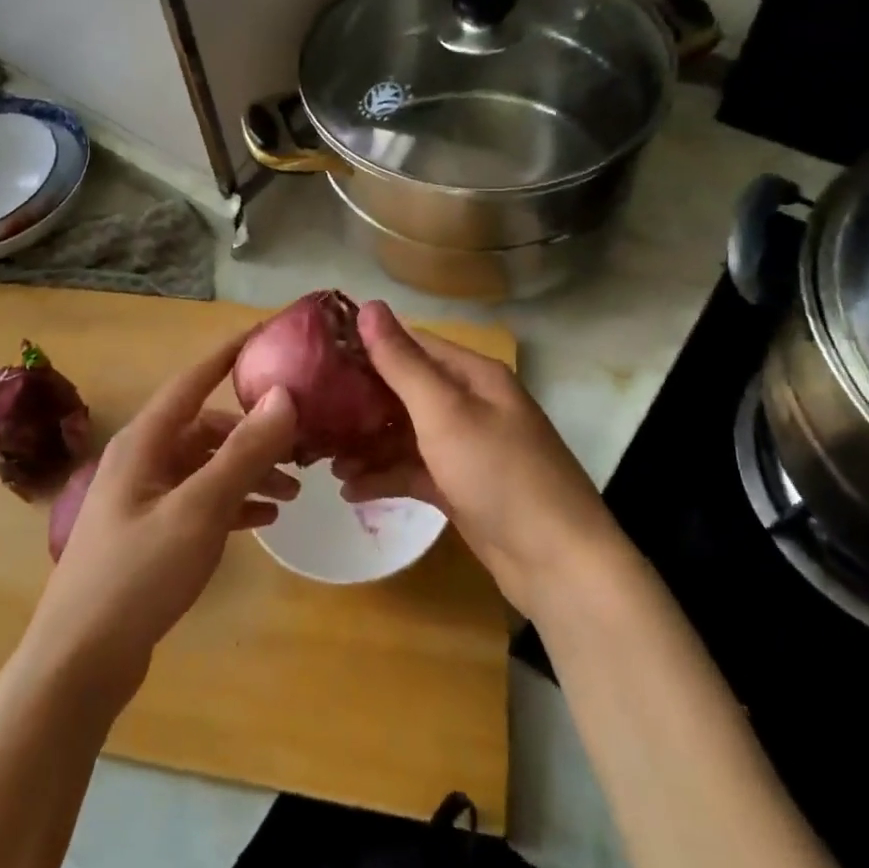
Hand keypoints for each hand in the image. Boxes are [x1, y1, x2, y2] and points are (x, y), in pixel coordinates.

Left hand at [27, 336, 298, 702]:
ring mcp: (144, 496)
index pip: (193, 378)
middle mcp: (142, 458)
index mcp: (145, 441)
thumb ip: (243, 452)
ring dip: (248, 471)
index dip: (229, 353)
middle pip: (206, 426)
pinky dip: (232, 502)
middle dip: (254, 431)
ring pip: (206, 465)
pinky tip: (263, 519)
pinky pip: (200, 500)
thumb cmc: (137, 575)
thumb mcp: (199, 509)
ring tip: (292, 492)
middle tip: (302, 444)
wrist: (79, 662)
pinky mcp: (150, 531)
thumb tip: (283, 395)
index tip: (268, 333)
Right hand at [333, 301, 620, 617]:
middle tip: (312, 411)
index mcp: (473, 376)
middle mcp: (470, 404)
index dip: (368, 346)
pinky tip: (350, 489)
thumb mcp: (445, 412)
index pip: (413, 345)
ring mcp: (466, 448)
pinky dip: (385, 476)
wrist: (556, 562)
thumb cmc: (499, 472)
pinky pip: (414, 471)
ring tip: (325, 459)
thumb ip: (402, 362)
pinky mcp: (460, 487)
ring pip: (406, 434)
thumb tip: (369, 306)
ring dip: (368, 444)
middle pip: (406, 391)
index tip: (319, 354)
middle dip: (361, 402)